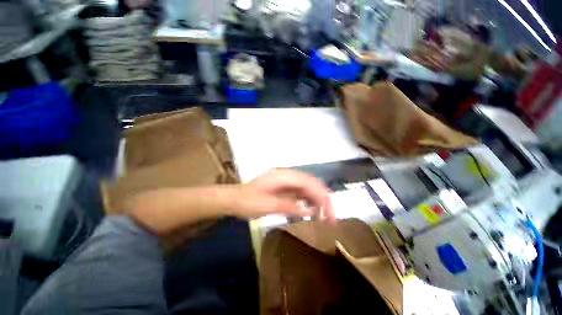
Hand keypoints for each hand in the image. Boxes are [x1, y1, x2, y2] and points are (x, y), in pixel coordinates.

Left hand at [231, 169, 334, 222]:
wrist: (233, 199)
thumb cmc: (247, 202)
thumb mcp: (267, 206)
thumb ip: (289, 206)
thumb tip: (311, 211)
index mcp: (282, 176)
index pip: (309, 183)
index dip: (322, 197)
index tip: (330, 214)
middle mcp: (286, 174)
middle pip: (311, 183)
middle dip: (323, 198)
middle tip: (330, 216)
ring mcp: (285, 179)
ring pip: (307, 187)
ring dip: (317, 199)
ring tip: (323, 215)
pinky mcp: (284, 186)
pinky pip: (300, 191)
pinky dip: (308, 200)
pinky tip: (311, 210)